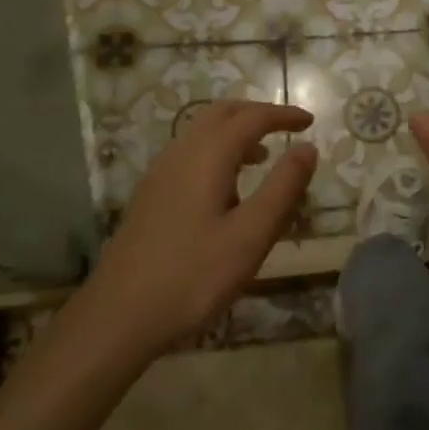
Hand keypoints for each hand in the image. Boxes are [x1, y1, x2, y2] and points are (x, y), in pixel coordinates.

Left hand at [79, 101, 316, 357]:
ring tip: (263, 157)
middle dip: (257, 114)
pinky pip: (189, 152)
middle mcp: (181, 152)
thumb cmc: (192, 276)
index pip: (252, 118)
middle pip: (222, 113)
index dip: (283, 115)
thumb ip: (283, 188)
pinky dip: (216, 150)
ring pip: (202, 131)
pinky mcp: (150, 194)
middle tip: (286, 128)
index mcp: (208, 155)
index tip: (310, 122)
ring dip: (235, 132)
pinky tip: (226, 188)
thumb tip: (308, 148)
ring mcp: (160, 172)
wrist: (118, 317)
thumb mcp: (251, 235)